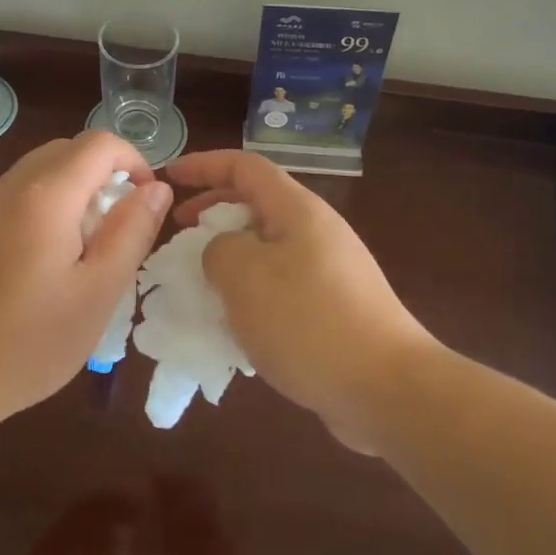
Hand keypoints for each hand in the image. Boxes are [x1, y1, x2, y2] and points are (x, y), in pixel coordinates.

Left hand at [0, 132, 171, 422]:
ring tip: (79, 252)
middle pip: (67, 151)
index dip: (134, 161)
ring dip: (71, 192)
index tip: (144, 205)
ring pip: (37, 173)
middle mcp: (8, 186)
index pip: (100, 142)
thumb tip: (157, 187)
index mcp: (45, 194)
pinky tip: (36, 266)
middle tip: (115, 230)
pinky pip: (12, 197)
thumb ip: (131, 232)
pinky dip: (40, 208)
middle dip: (103, 176)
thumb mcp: (97, 293)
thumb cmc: (27, 344)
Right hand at [167, 150, 436, 450]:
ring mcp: (329, 272)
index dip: (203, 165)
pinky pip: (280, 286)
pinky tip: (232, 325)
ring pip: (266, 249)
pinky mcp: (333, 309)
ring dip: (228, 259)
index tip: (169, 178)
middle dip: (212, 212)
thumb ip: (218, 250)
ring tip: (198, 283)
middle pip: (256, 205)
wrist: (386, 389)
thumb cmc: (308, 321)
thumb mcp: (244, 276)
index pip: (244, 167)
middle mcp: (316, 232)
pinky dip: (249, 294)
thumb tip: (222, 253)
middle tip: (179, 233)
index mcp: (297, 210)